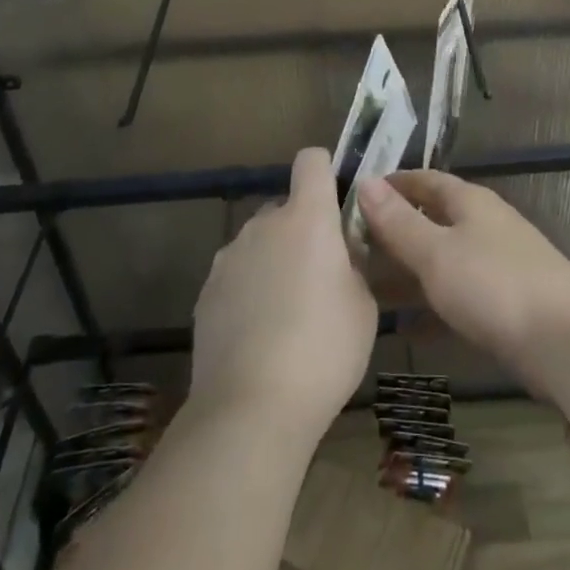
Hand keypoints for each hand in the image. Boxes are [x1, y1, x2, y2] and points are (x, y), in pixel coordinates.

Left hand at [189, 147, 377, 442]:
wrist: (251, 409)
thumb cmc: (324, 349)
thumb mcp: (364, 304)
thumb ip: (352, 265)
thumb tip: (340, 256)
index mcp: (307, 218)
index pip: (311, 160)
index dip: (326, 172)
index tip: (337, 204)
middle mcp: (263, 224)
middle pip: (286, 207)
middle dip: (303, 231)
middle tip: (322, 277)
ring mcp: (229, 257)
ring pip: (260, 243)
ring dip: (275, 261)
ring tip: (288, 315)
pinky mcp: (206, 292)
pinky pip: (238, 276)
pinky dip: (250, 292)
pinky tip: (260, 337)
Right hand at [356, 170, 569, 388]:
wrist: (567, 343)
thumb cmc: (494, 285)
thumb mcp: (436, 252)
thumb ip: (399, 222)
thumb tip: (365, 181)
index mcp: (469, 202)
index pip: (424, 180)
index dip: (392, 185)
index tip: (355, 195)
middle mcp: (484, 225)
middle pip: (433, 219)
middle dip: (395, 231)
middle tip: (351, 247)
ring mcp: (497, 264)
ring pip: (443, 259)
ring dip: (409, 270)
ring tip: (366, 286)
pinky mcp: (505, 304)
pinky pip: (457, 296)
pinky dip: (431, 306)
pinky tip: (405, 328)